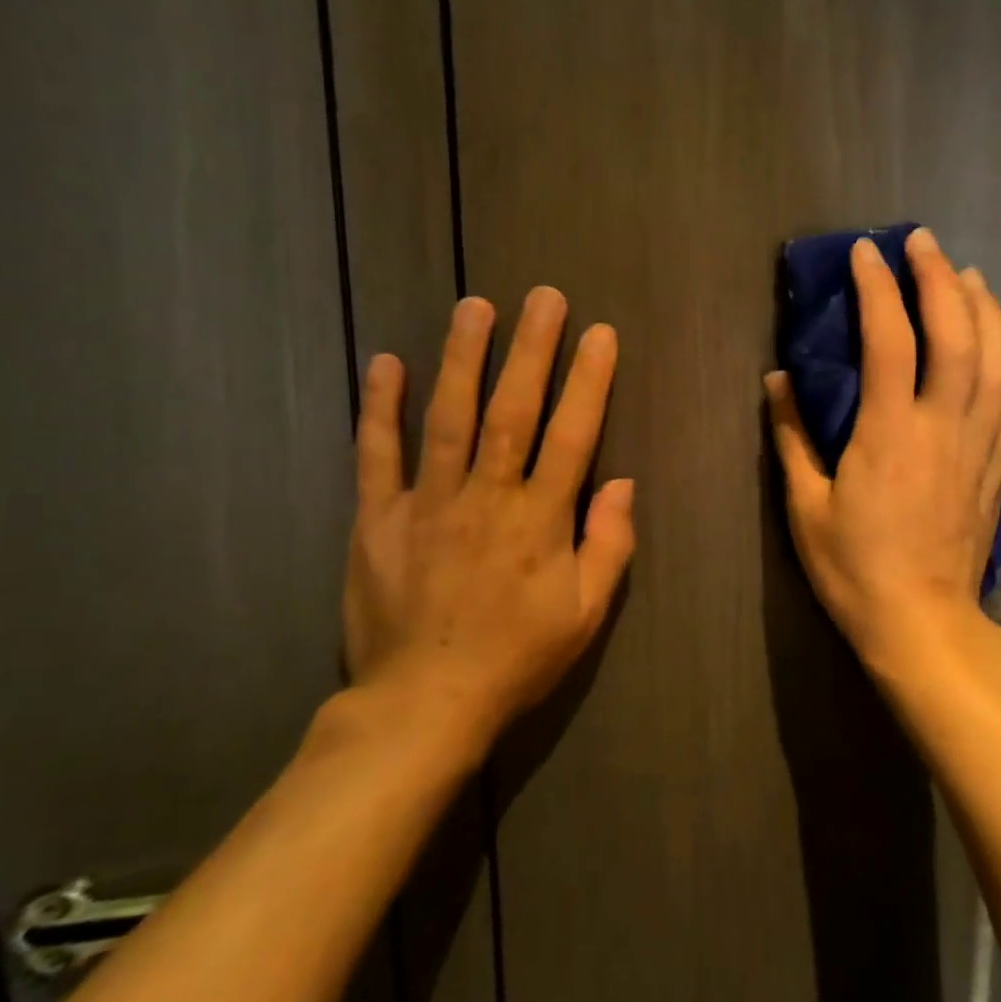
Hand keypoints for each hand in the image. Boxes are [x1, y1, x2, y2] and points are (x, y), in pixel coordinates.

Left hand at [342, 288, 634, 762]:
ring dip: (463, 358)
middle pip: (512, 410)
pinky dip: (381, 407)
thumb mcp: (586, 614)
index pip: (573, 434)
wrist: (423, 705)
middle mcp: (487, 497)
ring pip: (448, 417)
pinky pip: (376, 455)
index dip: (589, 381)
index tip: (600, 334)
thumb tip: (624, 483)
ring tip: (475, 306)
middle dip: (531, 349)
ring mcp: (428, 503)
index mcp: (540, 520)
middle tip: (543, 296)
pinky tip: (387, 362)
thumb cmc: (517, 658)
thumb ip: (610, 545)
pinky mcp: (377, 518)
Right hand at [765, 229, 1000, 665]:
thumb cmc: (854, 569)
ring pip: (998, 360)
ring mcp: (979, 446)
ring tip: (969, 276)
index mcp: (889, 434)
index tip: (867, 253)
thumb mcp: (805, 507)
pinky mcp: (998, 466)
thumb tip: (778, 379)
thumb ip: (792, 436)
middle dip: (941, 278)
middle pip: (957, 335)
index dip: (878, 288)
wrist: (921, 623)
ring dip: (986, 309)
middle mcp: (942, 428)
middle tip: (925, 242)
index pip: (889, 340)